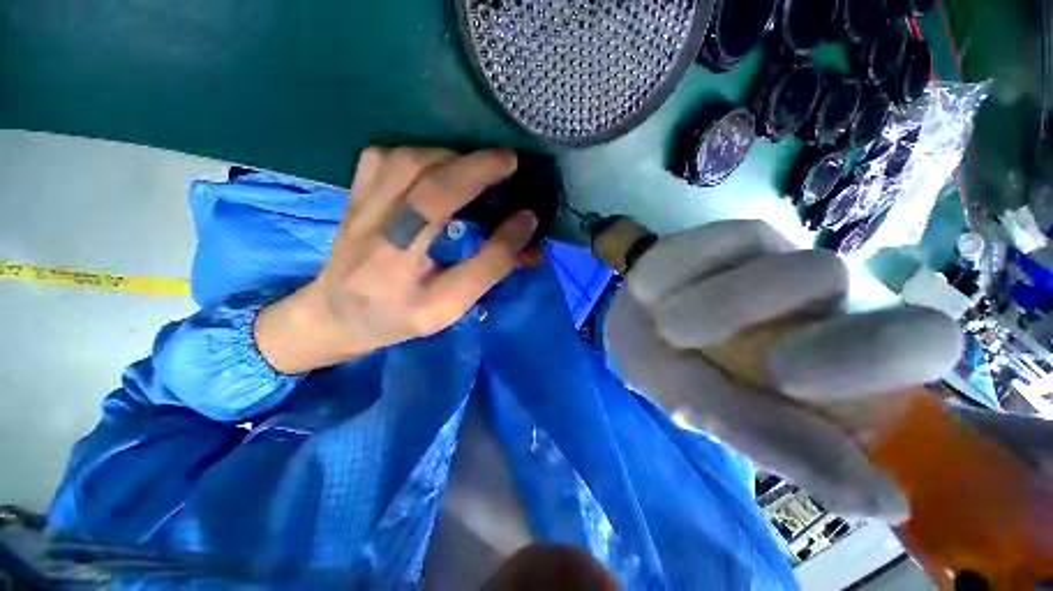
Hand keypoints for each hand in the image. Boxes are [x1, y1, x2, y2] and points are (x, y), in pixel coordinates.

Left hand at [255, 147, 539, 373]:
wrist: (336, 315)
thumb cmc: (399, 317)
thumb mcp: (450, 307)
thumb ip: (489, 267)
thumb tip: (526, 224)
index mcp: (398, 268)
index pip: (448, 225)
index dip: (491, 209)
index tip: (520, 188)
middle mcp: (373, 231)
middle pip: (422, 179)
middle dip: (472, 165)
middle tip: (506, 163)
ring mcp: (357, 207)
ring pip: (403, 161)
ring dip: (448, 157)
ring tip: (475, 168)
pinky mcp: (351, 196)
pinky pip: (381, 157)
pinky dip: (416, 154)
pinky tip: (433, 169)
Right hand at [605, 220, 961, 519]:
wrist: (635, 321)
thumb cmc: (673, 375)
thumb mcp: (715, 416)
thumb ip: (787, 448)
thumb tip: (890, 505)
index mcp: (843, 361)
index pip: (922, 339)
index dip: (868, 354)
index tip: (784, 377)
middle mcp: (827, 301)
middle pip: (838, 281)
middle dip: (766, 315)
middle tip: (699, 337)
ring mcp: (781, 255)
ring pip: (780, 268)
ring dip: (709, 308)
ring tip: (669, 327)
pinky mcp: (735, 233)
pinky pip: (713, 244)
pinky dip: (675, 274)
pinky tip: (656, 291)